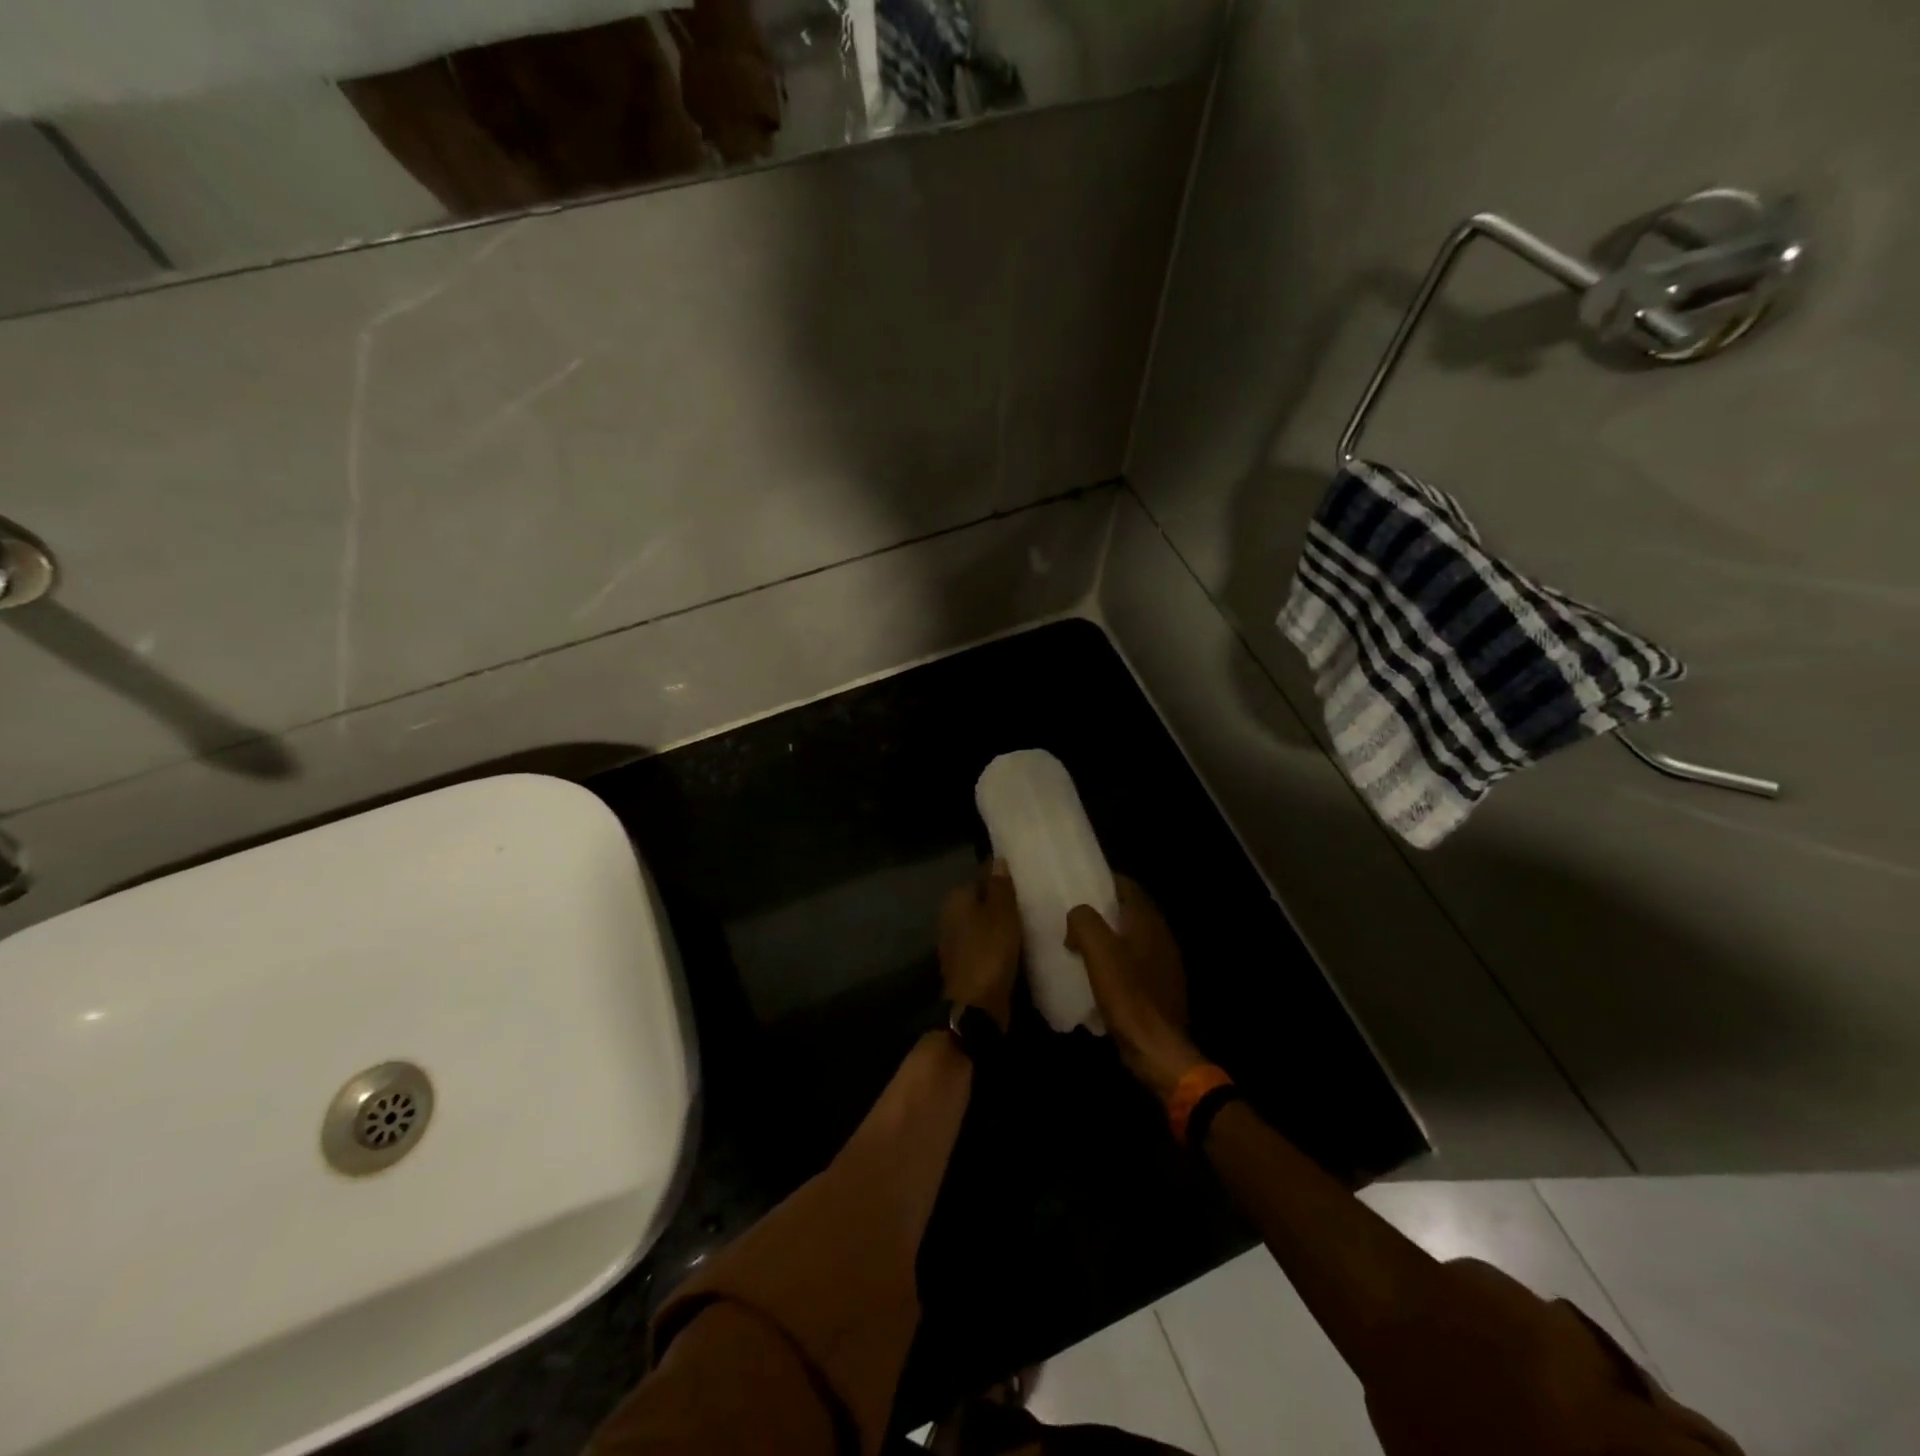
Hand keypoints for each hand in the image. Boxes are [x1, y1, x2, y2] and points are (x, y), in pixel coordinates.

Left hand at [938, 861, 1021, 1029]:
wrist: (976, 1007)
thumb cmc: (989, 953)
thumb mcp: (1001, 914)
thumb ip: (1000, 886)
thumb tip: (998, 860)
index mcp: (956, 899)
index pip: (982, 876)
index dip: (1004, 878)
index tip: (1028, 881)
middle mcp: (950, 916)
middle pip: (983, 900)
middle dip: (1004, 902)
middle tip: (1034, 902)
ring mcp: (956, 941)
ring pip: (985, 923)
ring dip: (1004, 924)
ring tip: (1033, 922)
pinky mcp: (966, 962)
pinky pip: (987, 943)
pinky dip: (1000, 943)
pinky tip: (1020, 946)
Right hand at [1066, 877, 1204, 1099]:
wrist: (1157, 1049)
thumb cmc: (1128, 995)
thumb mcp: (1098, 952)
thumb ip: (1084, 922)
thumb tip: (1077, 916)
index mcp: (1148, 921)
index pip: (1129, 886)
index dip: (1105, 881)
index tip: (1080, 884)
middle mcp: (1162, 936)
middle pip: (1132, 910)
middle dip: (1106, 908)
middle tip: (1077, 913)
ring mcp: (1165, 963)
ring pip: (1135, 936)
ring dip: (1112, 935)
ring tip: (1083, 942)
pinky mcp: (1162, 988)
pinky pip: (1137, 961)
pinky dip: (1119, 959)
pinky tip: (1101, 973)